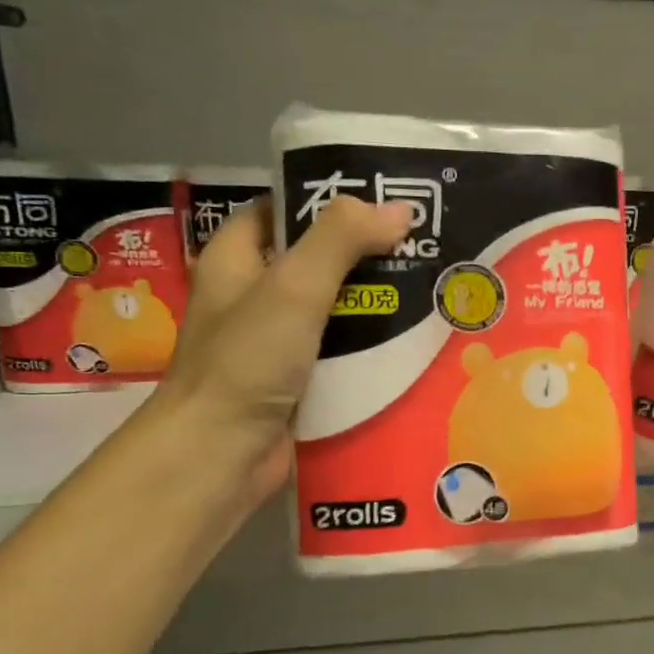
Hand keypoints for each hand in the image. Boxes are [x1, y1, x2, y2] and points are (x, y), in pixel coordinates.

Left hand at [158, 195, 410, 496]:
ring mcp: (277, 342)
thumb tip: (399, 209)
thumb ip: (342, 240)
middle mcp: (255, 296)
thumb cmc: (246, 361)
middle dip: (367, 254)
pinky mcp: (300, 380)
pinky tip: (414, 341)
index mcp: (236, 259)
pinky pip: (342, 352)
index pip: (283, 211)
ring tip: (432, 287)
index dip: (328, 200)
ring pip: (336, 309)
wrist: (221, 454)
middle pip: (318, 260)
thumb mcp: (293, 287)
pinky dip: (372, 346)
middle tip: (424, 245)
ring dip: (376, 302)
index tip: (384, 198)